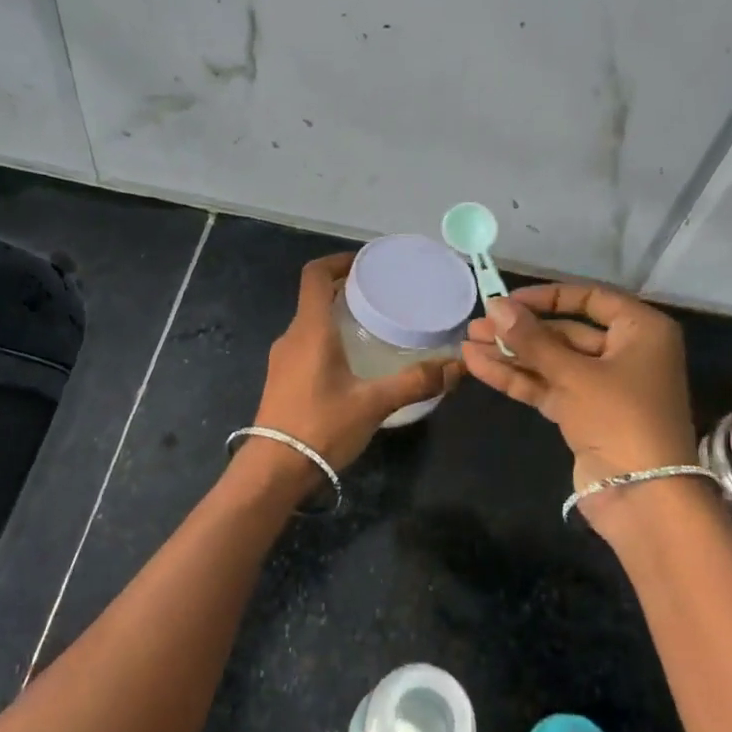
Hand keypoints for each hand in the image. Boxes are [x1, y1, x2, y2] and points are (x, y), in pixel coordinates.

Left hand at [250, 252, 461, 481]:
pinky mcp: (282, 379)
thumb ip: (415, 382)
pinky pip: (306, 344)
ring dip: (336, 315)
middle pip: (314, 297)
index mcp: (310, 329)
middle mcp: (292, 336)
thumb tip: (457, 367)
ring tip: (373, 325)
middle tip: (381, 295)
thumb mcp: (373, 403)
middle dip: (345, 289)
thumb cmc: (321, 426)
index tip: (366, 264)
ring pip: (310, 323)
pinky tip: (353, 361)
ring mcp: (282, 359)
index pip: (315, 275)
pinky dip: (328, 338)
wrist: (274, 470)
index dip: (338, 261)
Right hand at [462, 284, 701, 531]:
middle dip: (520, 330)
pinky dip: (517, 377)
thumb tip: (495, 305)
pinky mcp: (583, 415)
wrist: (642, 497)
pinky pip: (547, 386)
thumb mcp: (574, 374)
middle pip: (566, 332)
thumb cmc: (619, 418)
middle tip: (476, 324)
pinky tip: (478, 366)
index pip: (590, 298)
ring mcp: (603, 387)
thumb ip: (532, 339)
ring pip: (551, 361)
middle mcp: (625, 353)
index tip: (508, 300)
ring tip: (467, 343)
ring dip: (511, 353)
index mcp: (641, 331)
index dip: (547, 297)